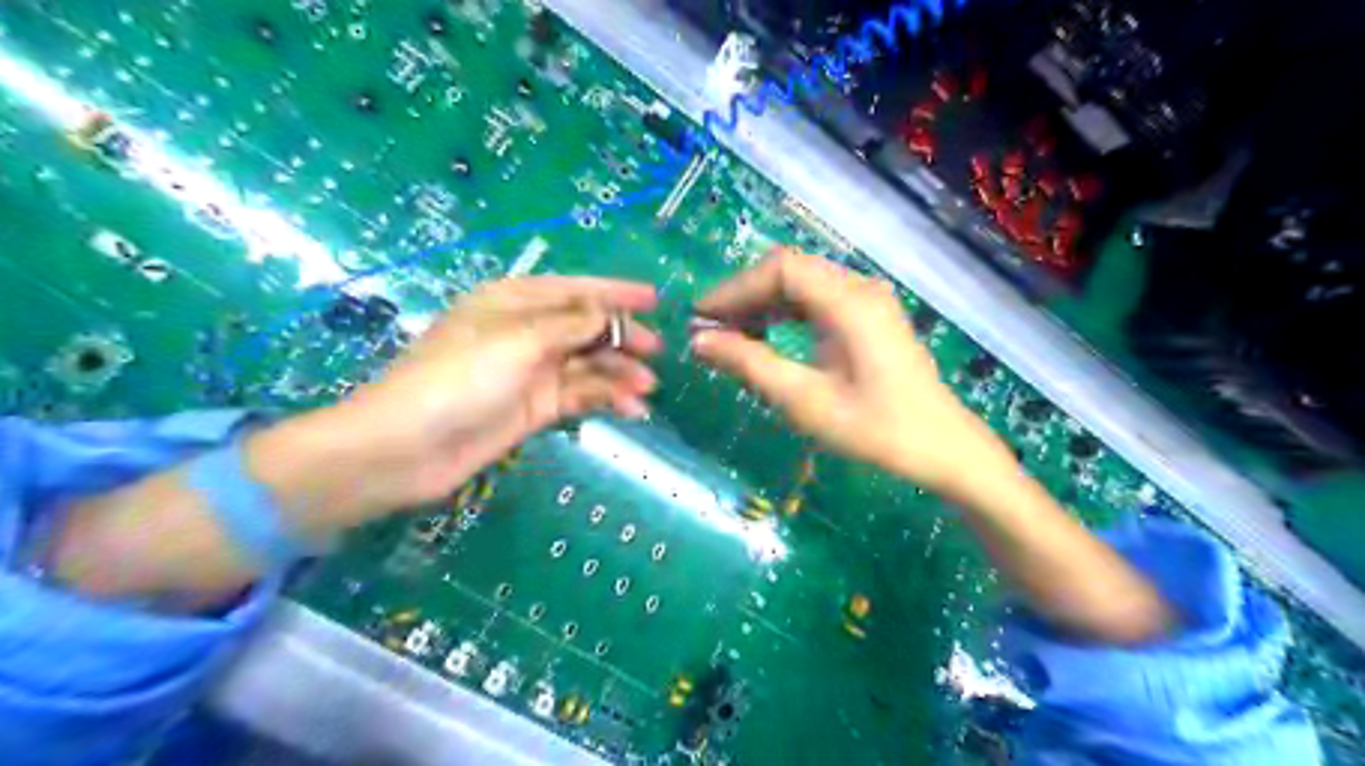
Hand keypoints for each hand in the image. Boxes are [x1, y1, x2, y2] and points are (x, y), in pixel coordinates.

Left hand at [329, 274, 662, 508]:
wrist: (406, 448)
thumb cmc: (458, 379)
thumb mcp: (517, 341)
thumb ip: (570, 325)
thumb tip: (607, 312)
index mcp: (515, 301)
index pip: (576, 289)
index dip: (615, 293)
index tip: (655, 300)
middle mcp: (526, 331)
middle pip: (586, 327)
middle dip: (622, 338)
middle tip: (656, 352)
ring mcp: (532, 371)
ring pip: (587, 364)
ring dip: (618, 374)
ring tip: (646, 389)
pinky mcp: (535, 407)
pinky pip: (580, 395)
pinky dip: (605, 399)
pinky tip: (629, 409)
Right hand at [695, 248, 1011, 494]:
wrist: (941, 448)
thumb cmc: (875, 429)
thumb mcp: (804, 400)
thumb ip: (750, 365)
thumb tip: (698, 342)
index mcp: (849, 302)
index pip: (780, 269)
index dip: (734, 289)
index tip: (701, 318)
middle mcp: (859, 288)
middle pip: (790, 270)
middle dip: (745, 296)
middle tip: (710, 330)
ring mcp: (868, 299)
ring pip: (802, 283)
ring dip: (763, 304)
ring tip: (731, 336)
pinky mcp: (869, 315)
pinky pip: (818, 299)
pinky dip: (786, 312)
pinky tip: (767, 336)